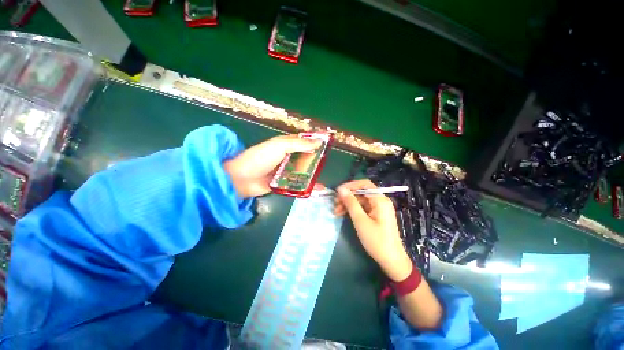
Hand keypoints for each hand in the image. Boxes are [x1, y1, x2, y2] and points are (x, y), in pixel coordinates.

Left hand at [224, 134, 320, 197]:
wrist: (242, 178)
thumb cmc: (261, 158)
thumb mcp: (280, 146)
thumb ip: (299, 144)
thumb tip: (318, 142)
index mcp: (285, 144)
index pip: (303, 141)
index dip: (314, 141)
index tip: (328, 144)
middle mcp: (287, 156)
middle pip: (304, 157)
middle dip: (315, 160)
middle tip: (327, 163)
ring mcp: (285, 170)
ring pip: (302, 171)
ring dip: (312, 174)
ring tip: (323, 179)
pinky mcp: (283, 182)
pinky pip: (297, 183)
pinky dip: (306, 186)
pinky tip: (316, 189)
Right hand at [334, 179, 412, 281]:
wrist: (391, 261)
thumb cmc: (377, 241)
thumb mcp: (360, 221)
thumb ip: (351, 203)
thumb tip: (341, 189)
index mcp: (380, 200)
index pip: (364, 184)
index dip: (350, 186)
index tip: (337, 191)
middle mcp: (380, 201)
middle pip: (361, 193)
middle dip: (347, 197)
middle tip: (334, 204)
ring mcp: (379, 209)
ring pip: (360, 201)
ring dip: (348, 204)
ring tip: (336, 212)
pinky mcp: (376, 215)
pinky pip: (363, 208)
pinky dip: (353, 210)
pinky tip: (343, 215)